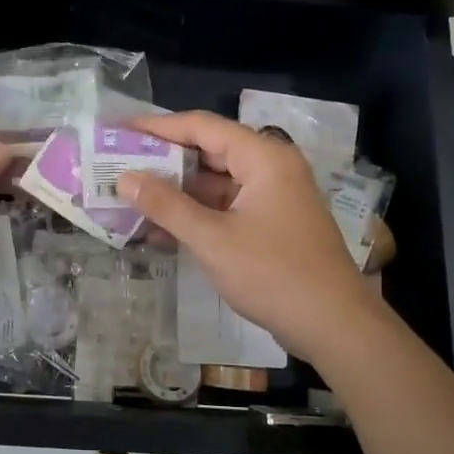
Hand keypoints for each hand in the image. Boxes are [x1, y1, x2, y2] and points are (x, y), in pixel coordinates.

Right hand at [118, 111, 381, 361]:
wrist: (335, 327)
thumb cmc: (274, 275)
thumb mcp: (212, 239)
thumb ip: (166, 205)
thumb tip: (124, 178)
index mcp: (263, 158)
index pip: (201, 126)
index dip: (157, 127)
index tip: (119, 131)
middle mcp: (270, 168)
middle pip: (208, 152)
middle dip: (162, 162)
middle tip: (118, 166)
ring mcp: (272, 198)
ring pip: (214, 184)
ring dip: (175, 193)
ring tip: (129, 199)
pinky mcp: (271, 224)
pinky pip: (225, 208)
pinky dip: (195, 216)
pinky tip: (159, 230)